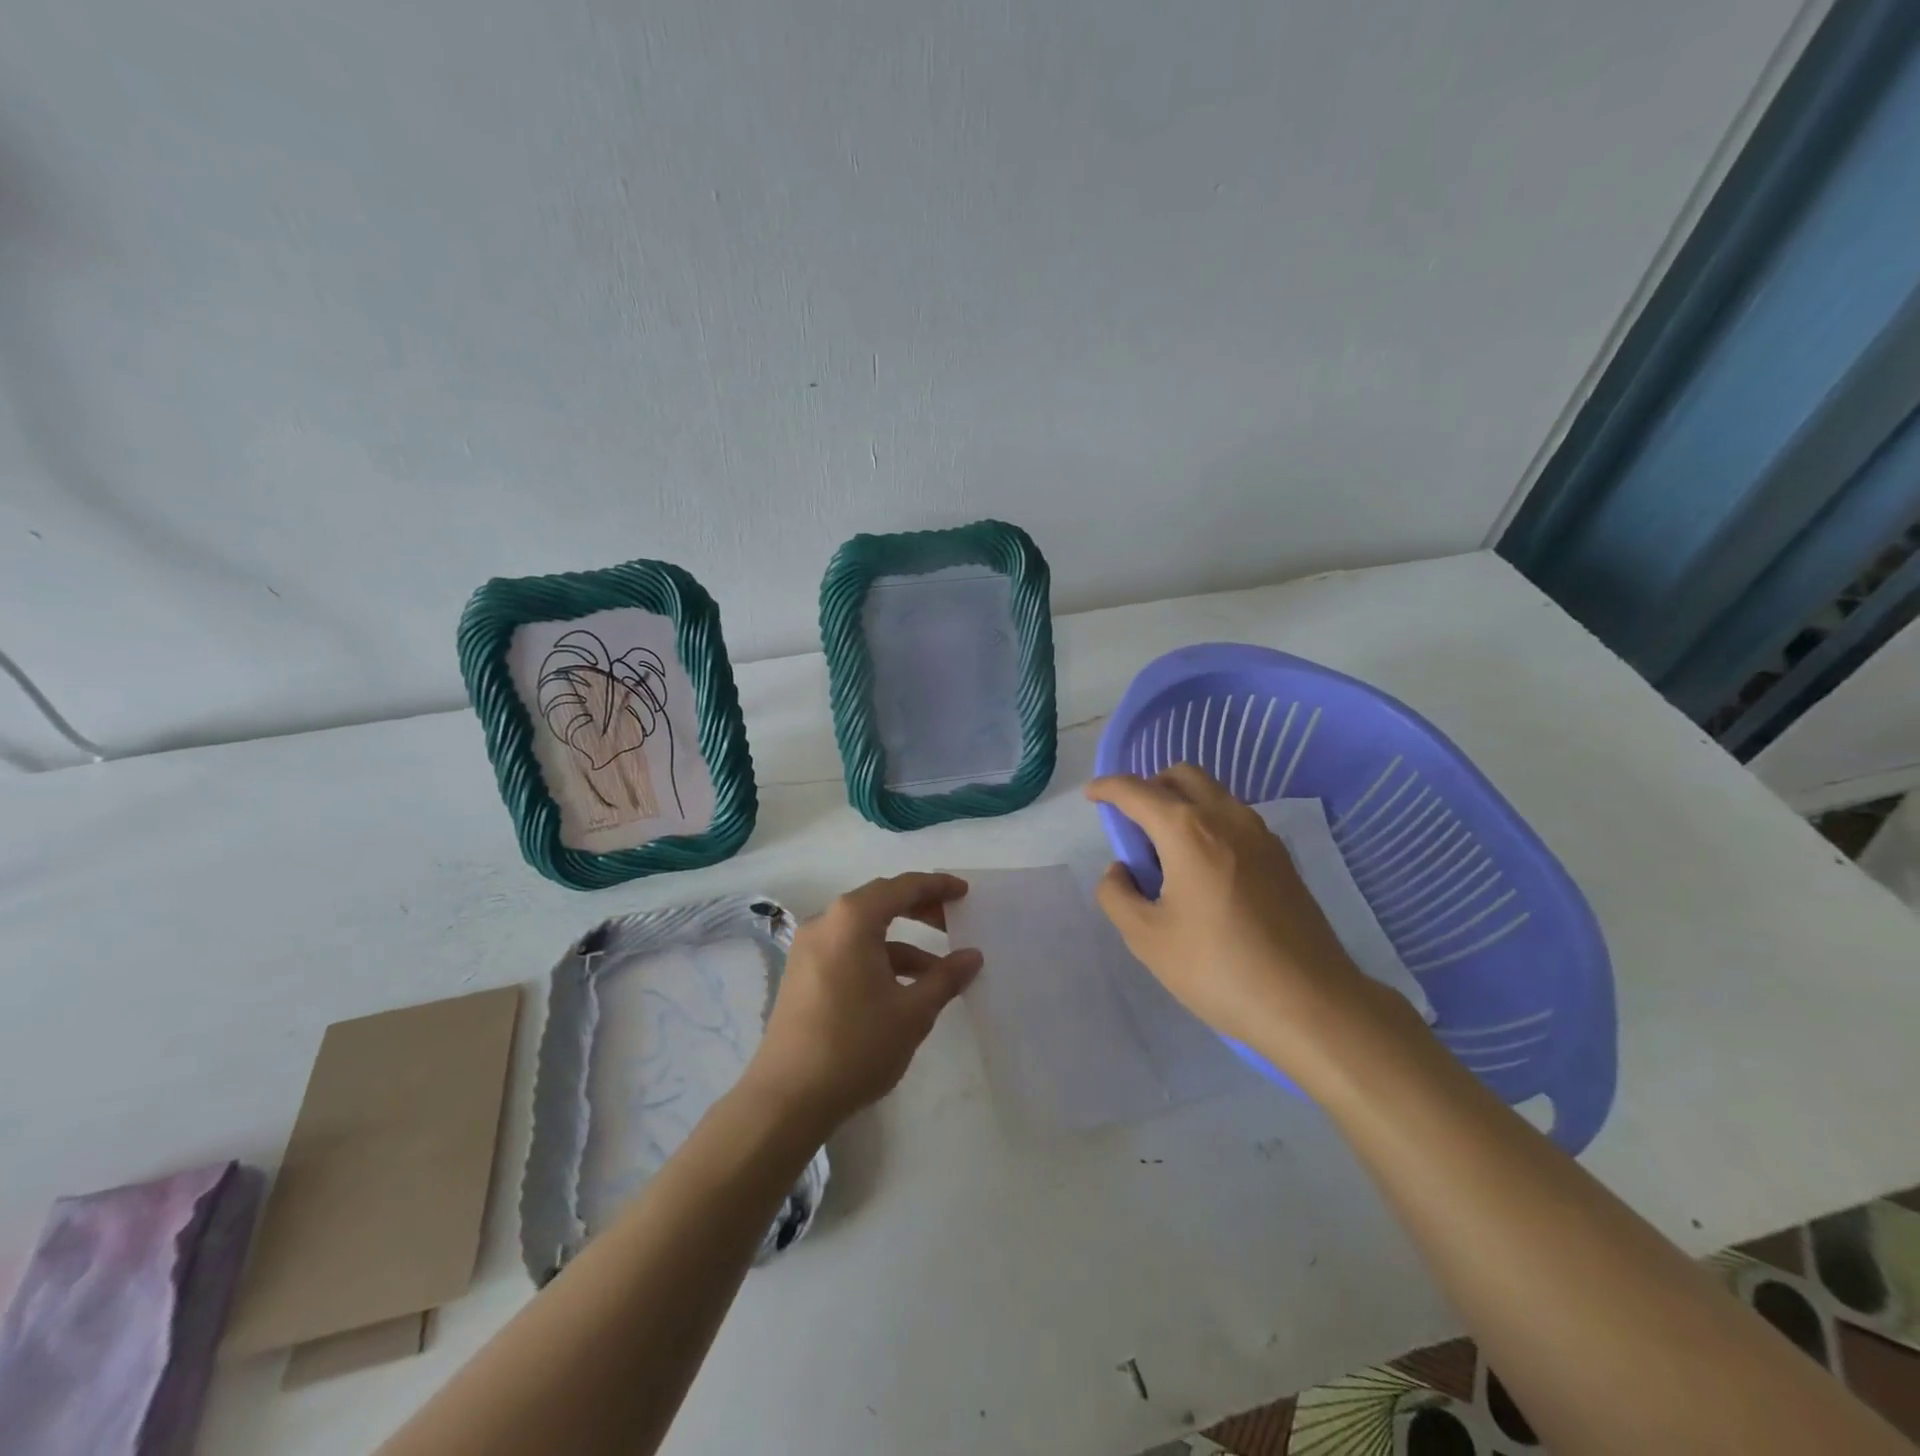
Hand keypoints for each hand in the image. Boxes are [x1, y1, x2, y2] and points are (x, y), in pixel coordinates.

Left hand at [743, 873, 980, 1136]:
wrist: (787, 1099)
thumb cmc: (855, 1046)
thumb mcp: (912, 1012)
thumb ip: (945, 978)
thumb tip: (972, 957)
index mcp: (851, 920)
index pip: (901, 887)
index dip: (936, 886)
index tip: (964, 893)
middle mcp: (825, 923)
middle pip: (880, 903)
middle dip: (920, 910)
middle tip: (954, 922)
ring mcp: (809, 949)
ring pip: (864, 931)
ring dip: (902, 943)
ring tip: (939, 971)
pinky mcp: (802, 975)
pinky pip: (848, 951)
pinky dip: (879, 960)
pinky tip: (904, 989)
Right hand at [1086, 766, 1385, 1067]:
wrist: (1310, 1003)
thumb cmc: (1217, 968)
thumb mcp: (1146, 938)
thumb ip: (1117, 894)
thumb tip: (1121, 870)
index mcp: (1187, 830)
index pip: (1137, 791)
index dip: (1107, 788)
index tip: (1091, 795)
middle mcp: (1226, 818)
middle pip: (1181, 776)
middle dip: (1149, 786)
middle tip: (1132, 824)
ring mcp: (1261, 835)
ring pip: (1213, 794)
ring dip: (1181, 804)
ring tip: (1166, 852)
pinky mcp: (1282, 857)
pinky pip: (1234, 819)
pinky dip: (1208, 823)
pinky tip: (1202, 870)